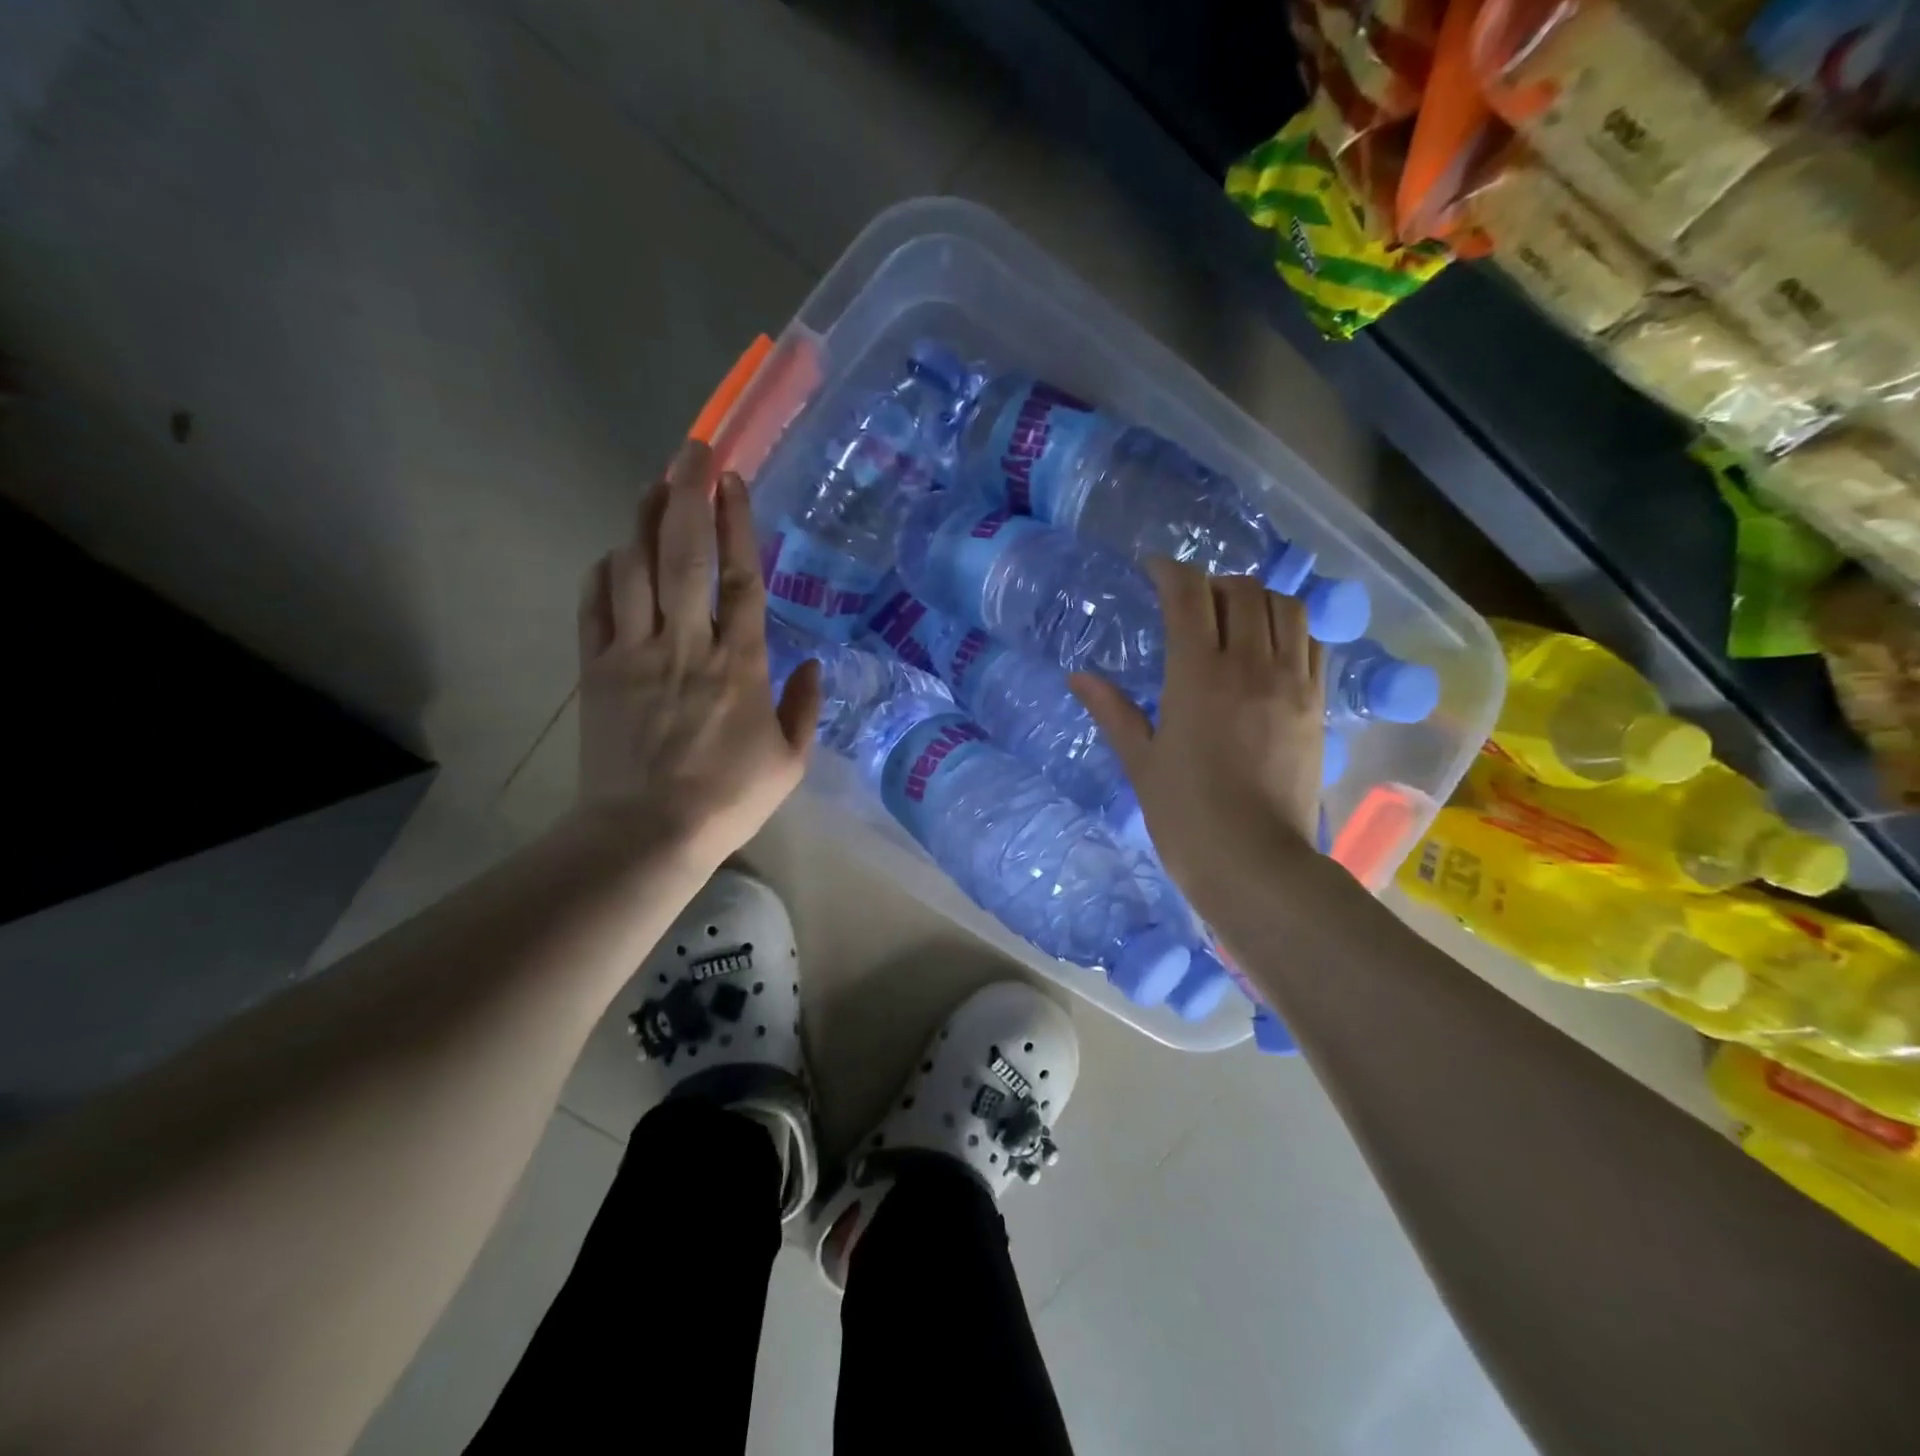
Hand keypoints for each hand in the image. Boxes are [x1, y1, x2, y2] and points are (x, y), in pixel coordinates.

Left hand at [574, 440, 820, 868]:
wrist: (646, 833)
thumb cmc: (728, 800)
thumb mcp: (789, 763)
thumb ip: (803, 709)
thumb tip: (810, 665)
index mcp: (740, 665)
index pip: (741, 579)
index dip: (738, 524)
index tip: (734, 480)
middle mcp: (686, 645)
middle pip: (684, 555)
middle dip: (688, 495)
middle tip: (691, 450)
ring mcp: (634, 653)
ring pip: (635, 568)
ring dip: (645, 519)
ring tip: (656, 484)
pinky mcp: (597, 670)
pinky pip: (595, 606)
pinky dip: (604, 571)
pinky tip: (615, 551)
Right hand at [1071, 560, 1323, 931]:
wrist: (1254, 863)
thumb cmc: (1185, 816)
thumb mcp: (1140, 762)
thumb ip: (1113, 711)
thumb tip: (1078, 677)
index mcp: (1197, 677)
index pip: (1188, 595)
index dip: (1169, 570)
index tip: (1152, 570)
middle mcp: (1249, 666)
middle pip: (1241, 590)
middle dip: (1211, 582)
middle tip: (1189, 600)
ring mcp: (1290, 683)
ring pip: (1284, 607)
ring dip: (1255, 598)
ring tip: (1232, 616)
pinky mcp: (1316, 705)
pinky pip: (1311, 643)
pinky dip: (1289, 627)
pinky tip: (1267, 646)